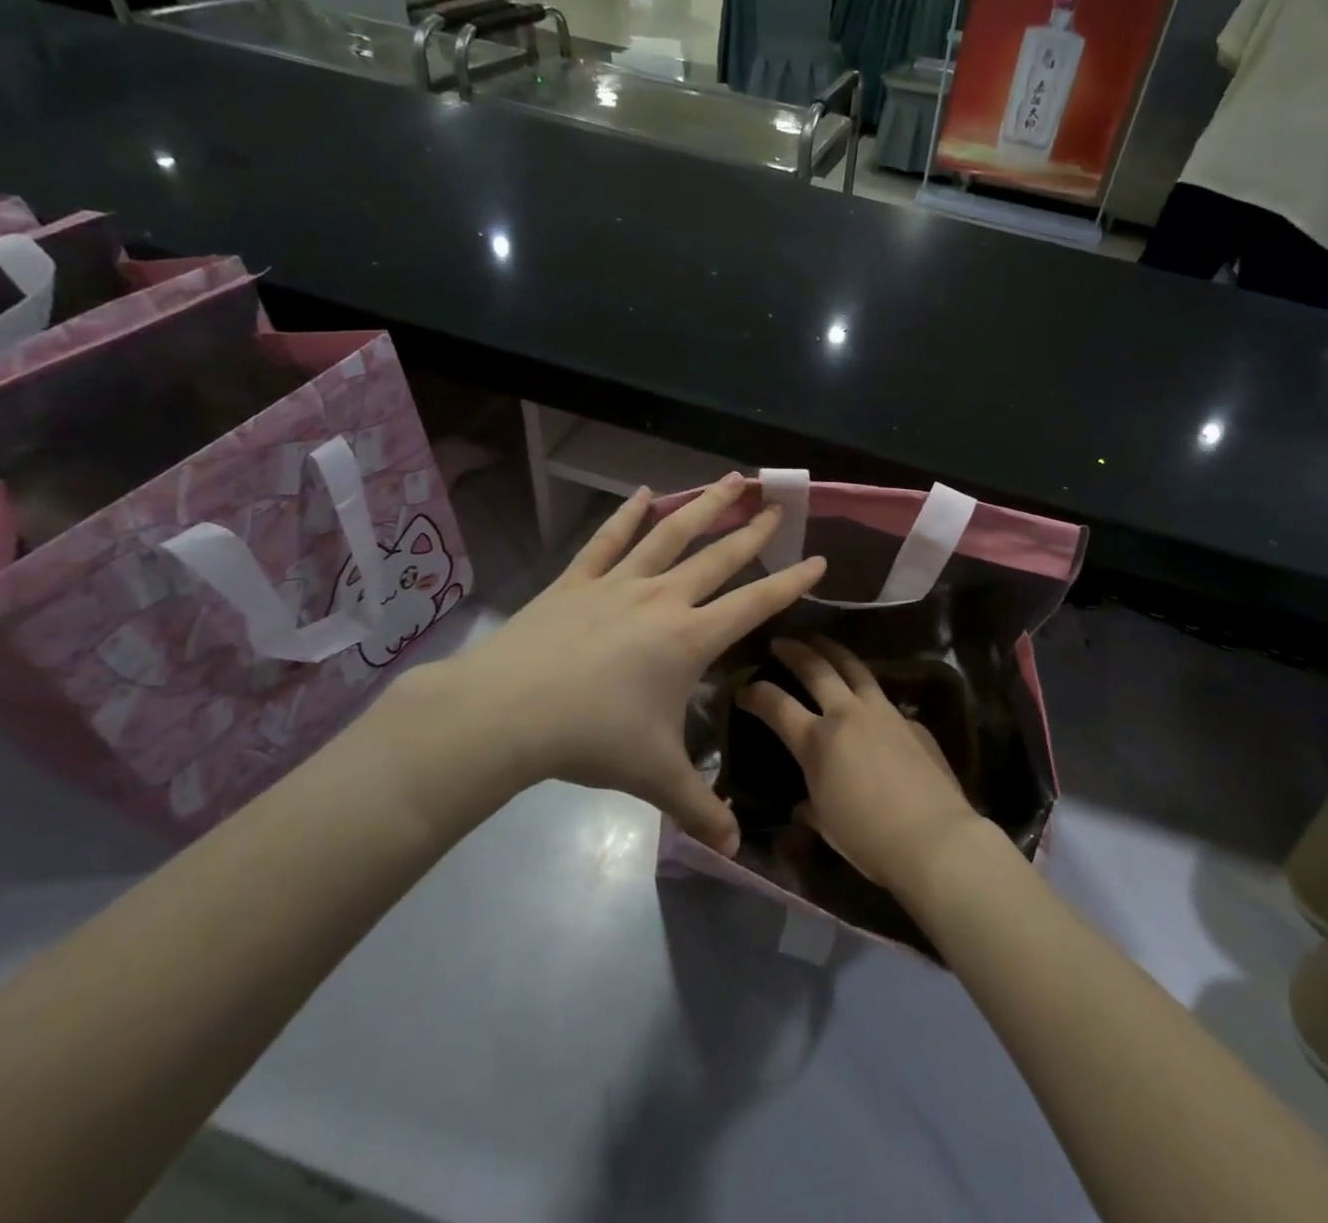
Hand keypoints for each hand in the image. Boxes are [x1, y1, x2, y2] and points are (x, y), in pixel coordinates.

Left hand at [388, 474, 824, 849]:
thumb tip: (734, 849)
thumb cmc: (592, 738)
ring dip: (703, 505)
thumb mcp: (654, 776)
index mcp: (690, 638)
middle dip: (753, 531)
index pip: (755, 603)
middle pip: (719, 556)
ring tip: (728, 479)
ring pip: (670, 534)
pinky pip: (608, 540)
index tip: (819, 558)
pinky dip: (627, 514)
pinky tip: (643, 491)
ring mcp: (618, 584)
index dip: (791, 582)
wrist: (508, 713)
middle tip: (777, 504)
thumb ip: (699, 807)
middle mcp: (663, 599)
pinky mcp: (577, 580)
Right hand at [737, 638, 984, 895]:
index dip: (755, 693)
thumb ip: (809, 805)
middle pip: (816, 668)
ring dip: (833, 650)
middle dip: (794, 651)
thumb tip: (803, 805)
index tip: (744, 688)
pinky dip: (866, 687)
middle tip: (781, 642)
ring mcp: (883, 712)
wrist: (933, 838)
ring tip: (821, 641)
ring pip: (854, 667)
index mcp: (817, 741)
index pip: (776, 705)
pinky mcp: (911, 720)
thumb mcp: (826, 824)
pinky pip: (883, 695)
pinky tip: (865, 694)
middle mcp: (847, 714)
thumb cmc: (868, 840)